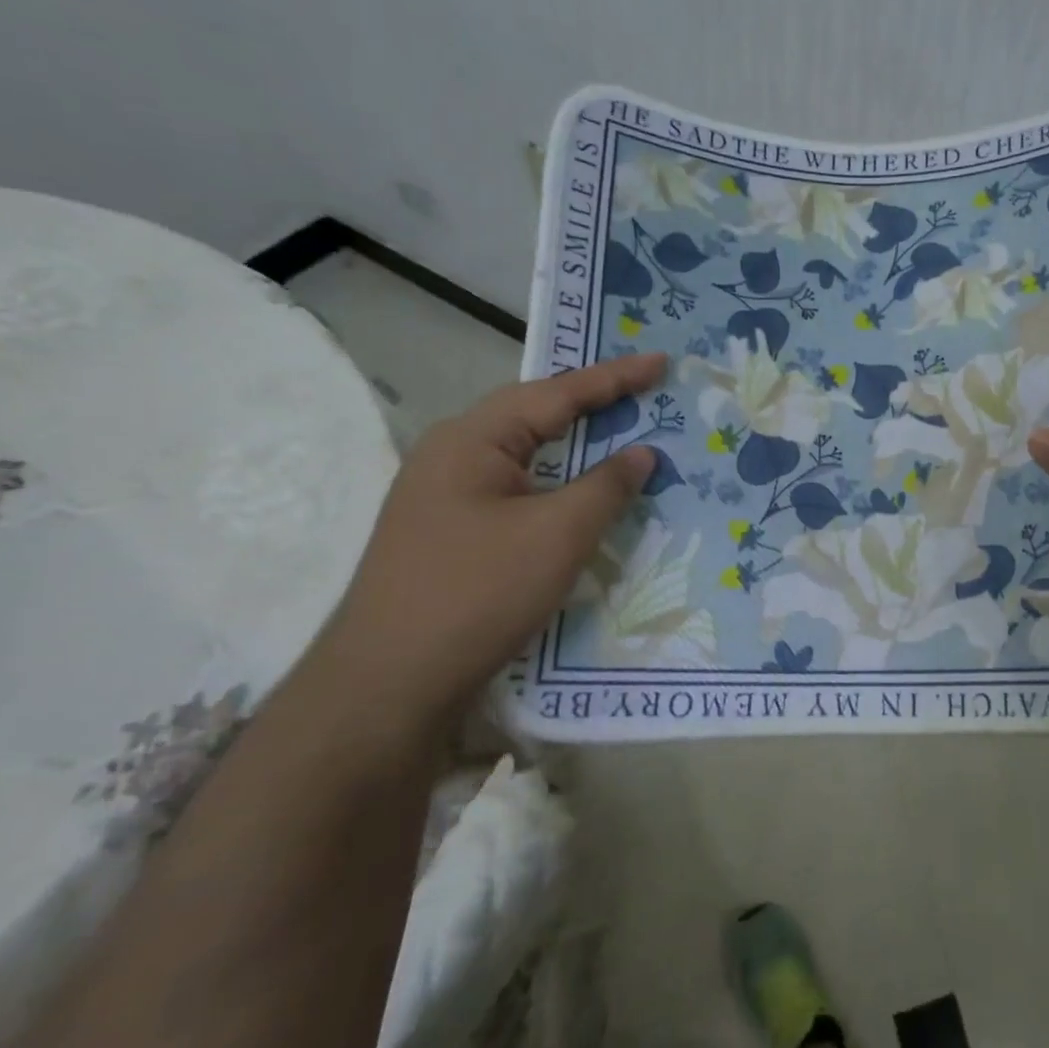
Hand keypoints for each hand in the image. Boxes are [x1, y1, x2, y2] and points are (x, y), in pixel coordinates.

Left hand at [316, 353, 668, 716]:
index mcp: (471, 440)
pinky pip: (519, 493)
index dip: (615, 377)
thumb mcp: (557, 534)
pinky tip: (583, 499)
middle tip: (646, 393)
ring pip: (527, 459)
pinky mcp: (452, 536)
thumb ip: (606, 486)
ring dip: (577, 448)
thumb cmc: (476, 593)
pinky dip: (560, 487)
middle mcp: (453, 457)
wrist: (388, 686)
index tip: (661, 361)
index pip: (556, 394)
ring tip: (624, 435)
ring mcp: (447, 499)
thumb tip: (642, 453)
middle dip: (593, 404)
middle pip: (535, 417)